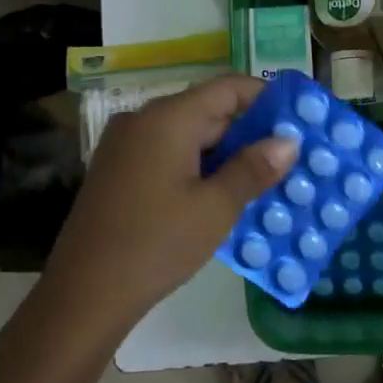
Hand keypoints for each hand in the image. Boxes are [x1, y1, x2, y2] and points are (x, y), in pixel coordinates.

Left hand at [45, 75, 297, 326]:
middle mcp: (143, 119)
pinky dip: (197, 165)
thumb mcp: (215, 208)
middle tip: (288, 157)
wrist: (83, 294)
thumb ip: (253, 168)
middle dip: (249, 131)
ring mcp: (125, 144)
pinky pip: (167, 153)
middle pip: (207, 109)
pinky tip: (220, 193)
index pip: (227, 88)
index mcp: (167, 118)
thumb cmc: (156, 244)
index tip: (299, 120)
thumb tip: (288, 141)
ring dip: (224, 152)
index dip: (266, 98)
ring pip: (187, 134)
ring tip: (263, 178)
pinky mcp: (117, 170)